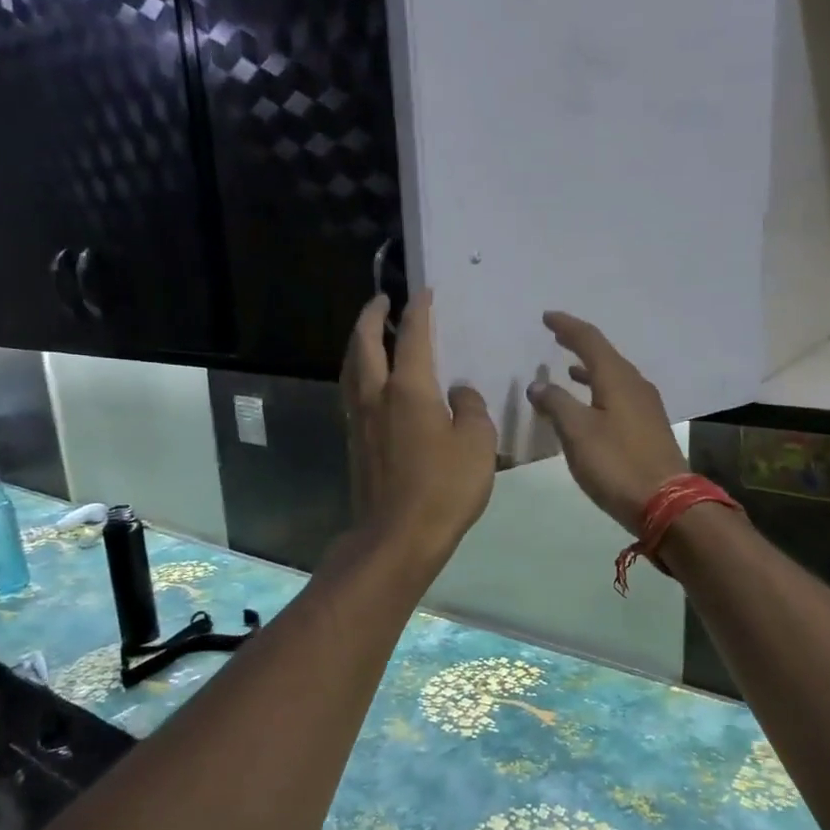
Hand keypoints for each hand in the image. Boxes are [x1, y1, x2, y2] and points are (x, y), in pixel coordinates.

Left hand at [343, 290, 496, 565]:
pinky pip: (353, 393)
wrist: (397, 537)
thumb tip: (459, 392)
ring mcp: (360, 420)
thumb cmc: (444, 487)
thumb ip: (471, 408)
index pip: (412, 336)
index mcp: (409, 389)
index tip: (424, 292)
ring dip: (359, 343)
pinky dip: (359, 374)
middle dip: (372, 316)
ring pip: (352, 368)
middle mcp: (377, 395)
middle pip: (365, 343)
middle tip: (381, 300)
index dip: (419, 310)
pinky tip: (371, 384)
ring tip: (370, 335)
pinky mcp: (355, 443)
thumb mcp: (477, 444)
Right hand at [527, 311, 688, 534]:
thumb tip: (538, 384)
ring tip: (569, 370)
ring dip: (590, 370)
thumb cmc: (617, 463)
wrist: (666, 502)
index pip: (590, 340)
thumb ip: (556, 403)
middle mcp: (635, 385)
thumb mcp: (577, 432)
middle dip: (579, 345)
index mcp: (617, 378)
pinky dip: (599, 392)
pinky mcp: (648, 428)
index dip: (567, 327)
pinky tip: (590, 406)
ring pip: (613, 377)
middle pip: (605, 355)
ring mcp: (646, 407)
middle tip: (557, 337)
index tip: (547, 317)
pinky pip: (619, 396)